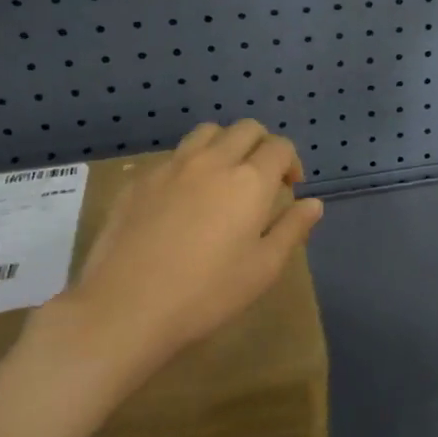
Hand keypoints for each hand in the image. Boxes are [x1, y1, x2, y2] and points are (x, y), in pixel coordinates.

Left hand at [28, 120, 322, 397]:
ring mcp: (172, 167)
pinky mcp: (139, 180)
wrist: (125, 308)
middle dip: (261, 145)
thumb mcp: (263, 269)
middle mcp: (213, 161)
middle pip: (246, 128)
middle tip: (260, 180)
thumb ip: (292, 229)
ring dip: (224, 145)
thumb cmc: (206, 293)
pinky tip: (182, 199)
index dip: (290, 162)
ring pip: (207, 133)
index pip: (280, 147)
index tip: (288, 189)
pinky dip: (190, 164)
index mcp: (250, 181)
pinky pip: (173, 156)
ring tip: (222, 179)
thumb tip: (313, 203)